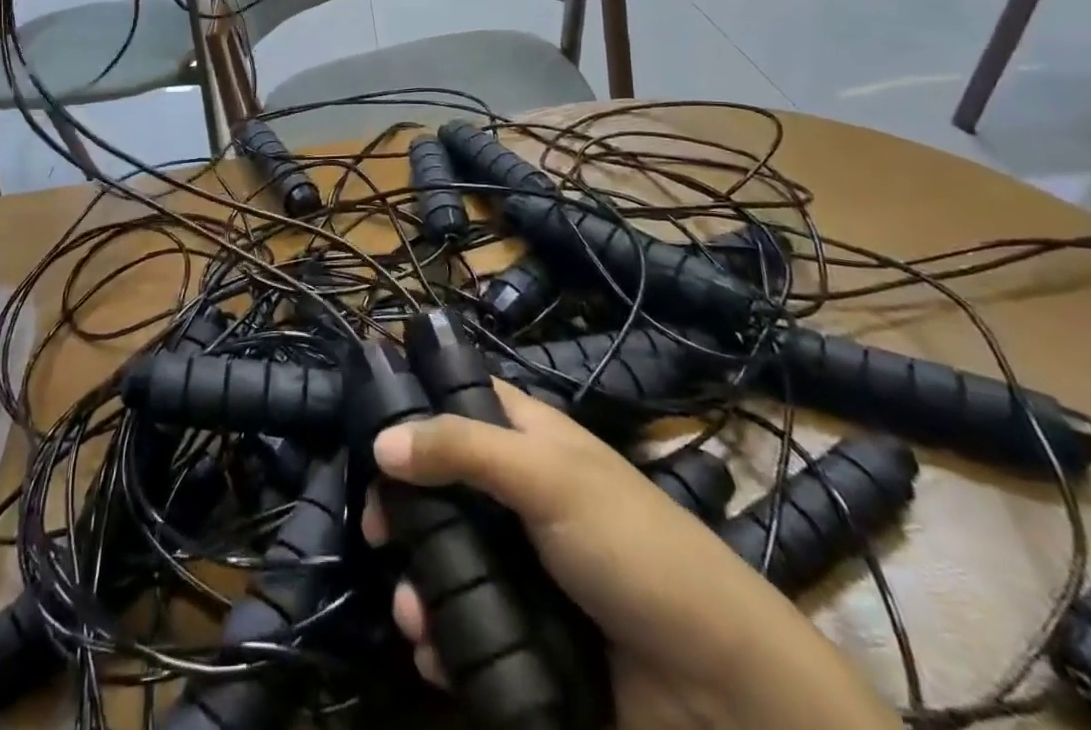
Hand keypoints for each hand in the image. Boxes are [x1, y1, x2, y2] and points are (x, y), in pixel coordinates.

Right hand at [363, 383, 900, 729]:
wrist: (721, 689)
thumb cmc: (632, 549)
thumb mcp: (548, 479)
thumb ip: (463, 450)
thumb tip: (379, 441)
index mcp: (530, 440)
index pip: (461, 400)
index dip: (415, 407)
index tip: (370, 434)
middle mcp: (520, 494)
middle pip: (442, 485)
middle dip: (403, 509)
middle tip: (374, 533)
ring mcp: (523, 565)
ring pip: (448, 557)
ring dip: (418, 584)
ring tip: (411, 615)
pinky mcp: (527, 631)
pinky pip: (467, 622)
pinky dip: (442, 636)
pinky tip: (431, 652)